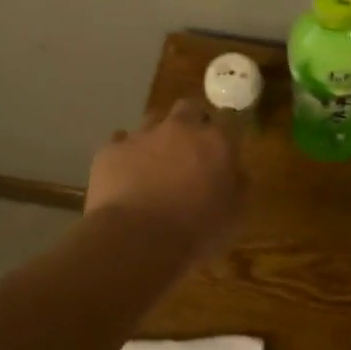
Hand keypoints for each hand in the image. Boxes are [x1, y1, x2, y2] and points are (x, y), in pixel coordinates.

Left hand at [85, 98, 242, 260]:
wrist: (135, 241)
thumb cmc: (195, 233)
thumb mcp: (234, 218)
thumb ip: (239, 187)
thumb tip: (237, 172)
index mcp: (216, 142)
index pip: (229, 120)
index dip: (226, 132)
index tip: (224, 148)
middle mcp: (180, 128)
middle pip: (189, 107)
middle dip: (192, 121)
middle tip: (191, 148)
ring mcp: (143, 135)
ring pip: (153, 119)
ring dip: (158, 134)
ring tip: (156, 160)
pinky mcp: (111, 150)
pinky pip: (120, 141)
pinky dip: (126, 152)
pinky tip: (126, 172)